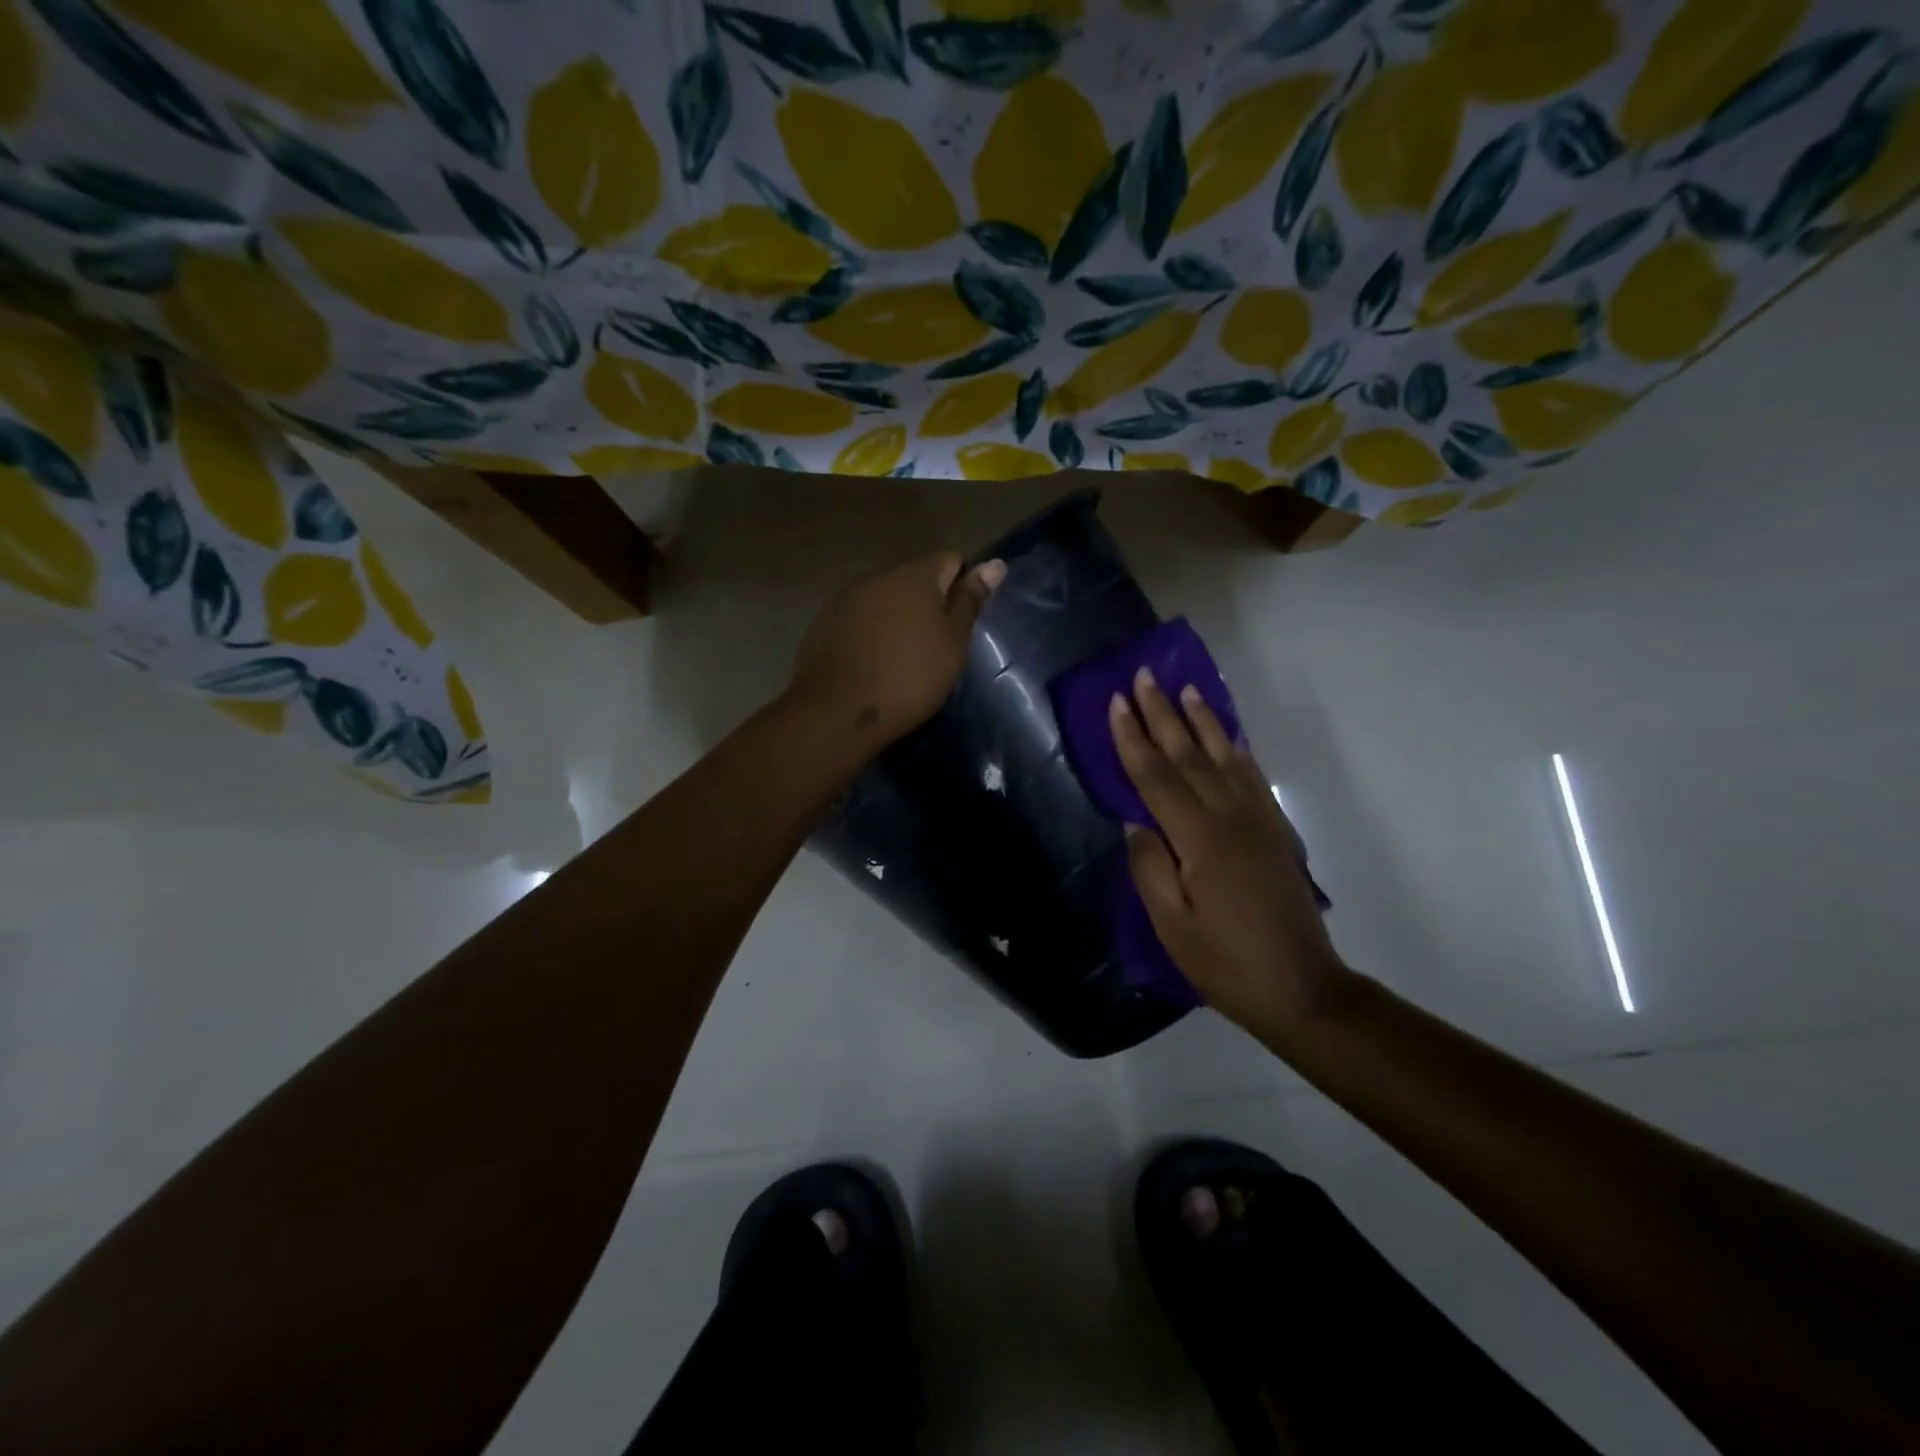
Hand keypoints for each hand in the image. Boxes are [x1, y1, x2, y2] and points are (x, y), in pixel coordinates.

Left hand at [788, 551, 1005, 746]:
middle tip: (937, 646)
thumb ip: (970, 601)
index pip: (951, 561)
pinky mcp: (824, 623)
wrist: (837, 711)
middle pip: (915, 579)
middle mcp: (878, 575)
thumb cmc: (909, 676)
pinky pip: (860, 619)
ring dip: (898, 619)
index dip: (963, 587)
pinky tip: (873, 664)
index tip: (962, 624)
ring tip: (903, 658)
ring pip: (885, 599)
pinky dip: (872, 633)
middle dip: (929, 603)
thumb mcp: (952, 643)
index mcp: (915, 575)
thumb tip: (995, 564)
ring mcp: (846, 598)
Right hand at [1111, 670, 1347, 1039]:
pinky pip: (1253, 777)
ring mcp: (1259, 821)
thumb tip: (1135, 823)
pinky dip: (1236, 750)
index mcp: (1200, 840)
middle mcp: (1231, 818)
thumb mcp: (1172, 925)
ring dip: (1203, 721)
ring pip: (1225, 758)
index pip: (1157, 777)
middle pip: (1190, 756)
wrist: (1302, 989)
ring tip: (1186, 690)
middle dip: (1163, 715)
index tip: (1117, 703)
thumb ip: (1150, 868)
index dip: (1133, 739)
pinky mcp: (1277, 831)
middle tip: (1144, 677)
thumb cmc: (1225, 962)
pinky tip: (1228, 737)